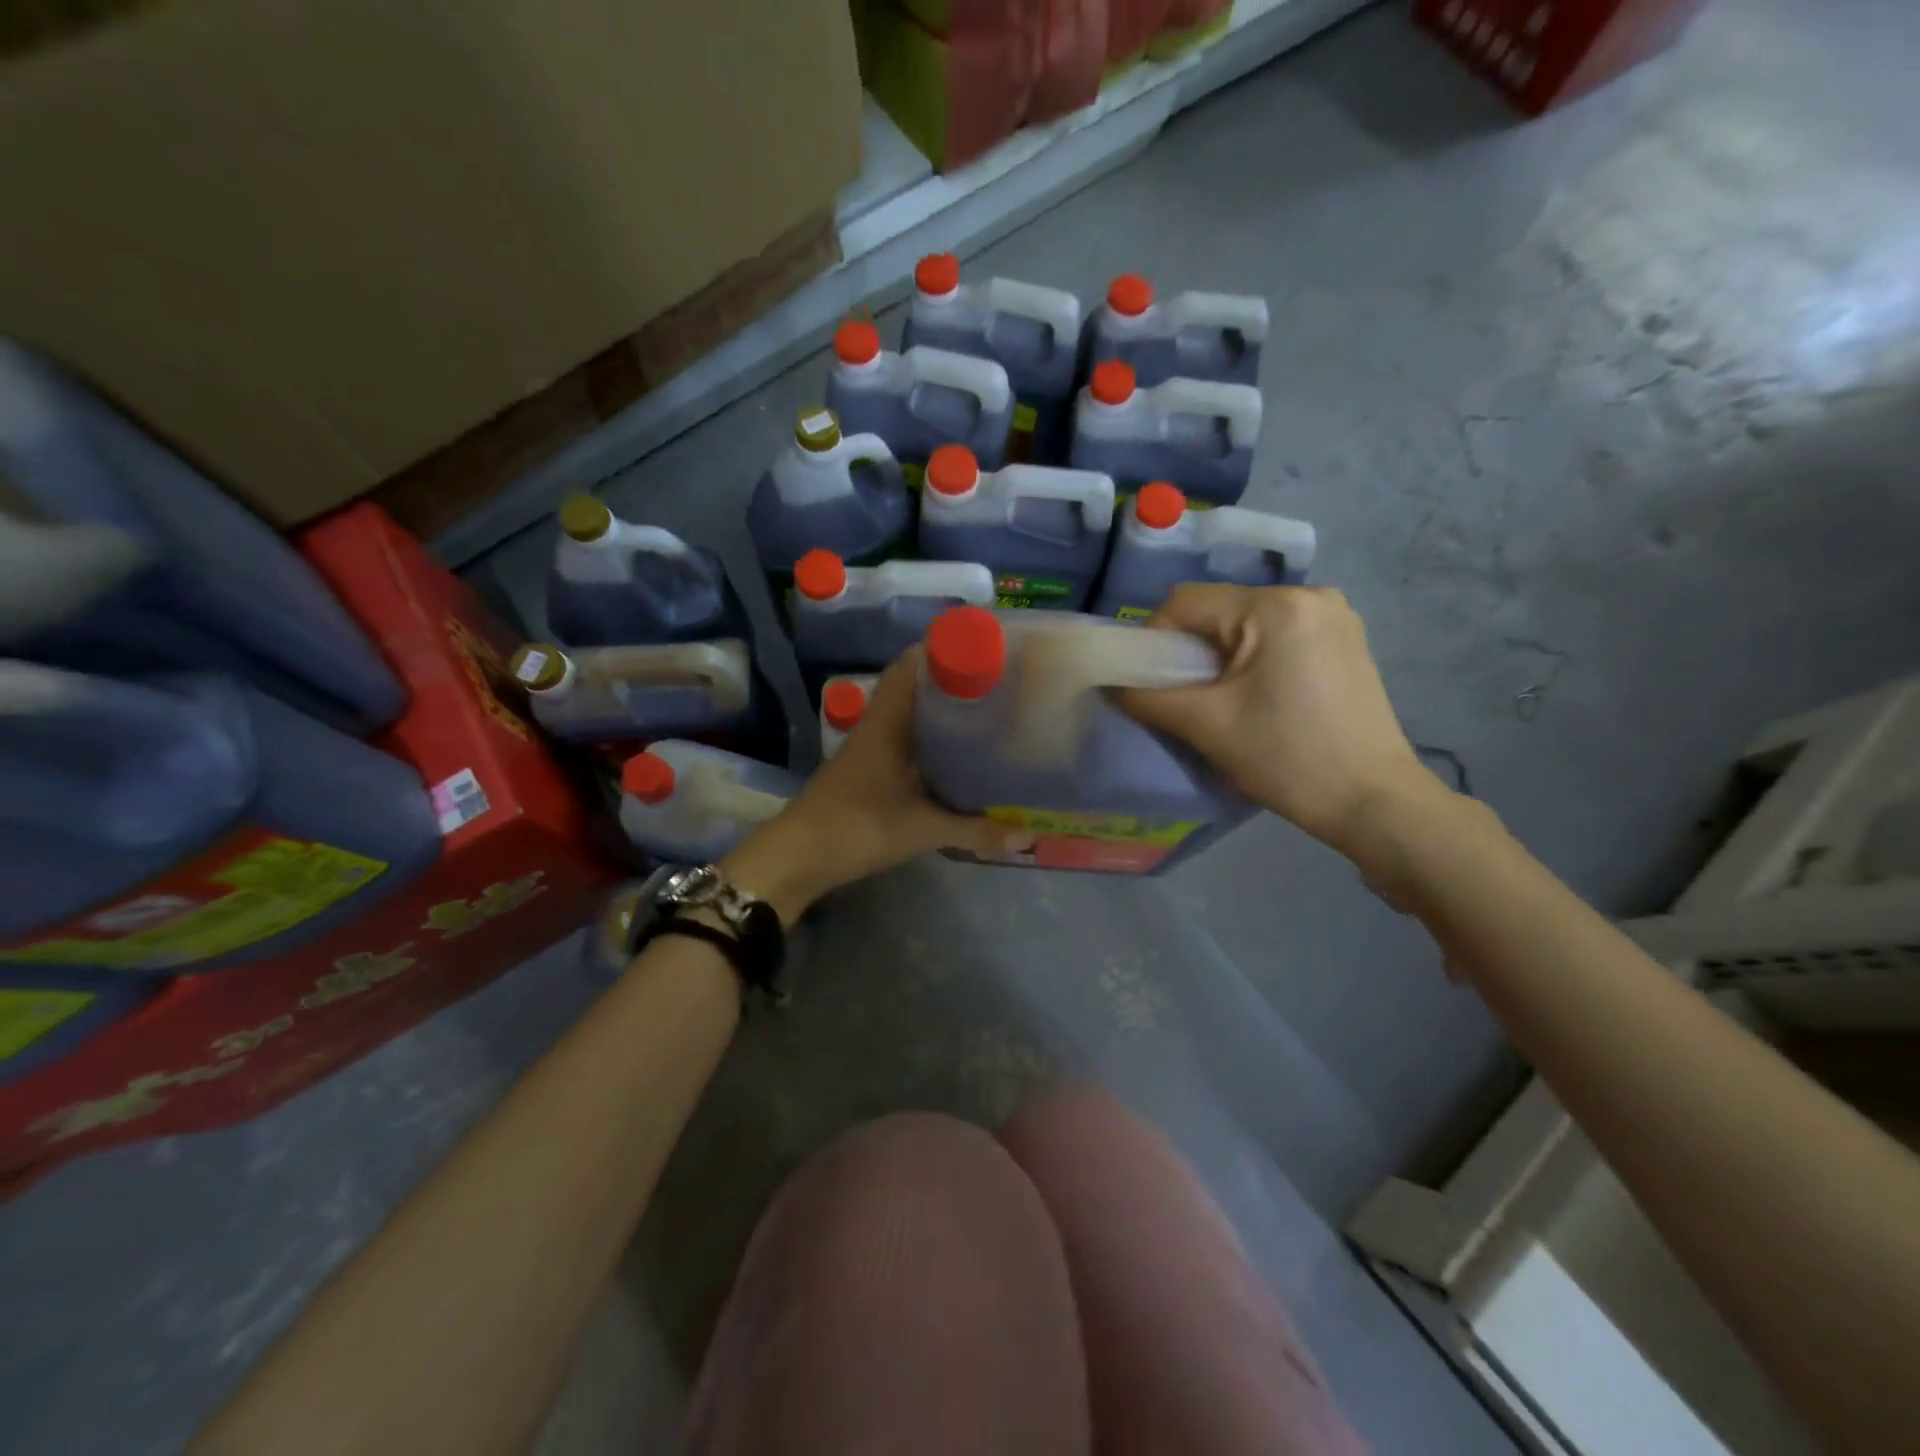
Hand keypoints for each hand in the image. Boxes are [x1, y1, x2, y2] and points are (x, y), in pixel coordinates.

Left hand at [722, 648, 1016, 920]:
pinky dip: (927, 741)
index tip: (981, 645)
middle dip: (950, 680)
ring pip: (907, 716)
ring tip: (982, 711)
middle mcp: (877, 726)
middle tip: (995, 680)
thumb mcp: (922, 829)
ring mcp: (868, 749)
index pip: (909, 666)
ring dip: (938, 711)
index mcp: (886, 722)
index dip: (941, 648)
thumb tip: (1022, 837)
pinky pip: (902, 742)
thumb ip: (973, 831)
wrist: (798, 857)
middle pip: (913, 688)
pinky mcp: (866, 772)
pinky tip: (953, 756)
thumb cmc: (858, 827)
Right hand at [1120, 584, 1445, 859]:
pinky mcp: (1344, 637)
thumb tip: (1111, 683)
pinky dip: (1252, 657)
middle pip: (1217, 608)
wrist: (1374, 802)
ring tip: (1221, 700)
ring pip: (1245, 621)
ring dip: (1219, 654)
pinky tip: (1258, 696)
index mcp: (1276, 607)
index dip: (1153, 639)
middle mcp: (1310, 594)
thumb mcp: (1207, 726)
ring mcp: (1334, 614)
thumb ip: (1147, 697)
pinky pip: (1276, 633)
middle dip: (1189, 650)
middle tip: (1184, 697)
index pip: (1185, 602)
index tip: (1149, 683)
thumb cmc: (1288, 760)